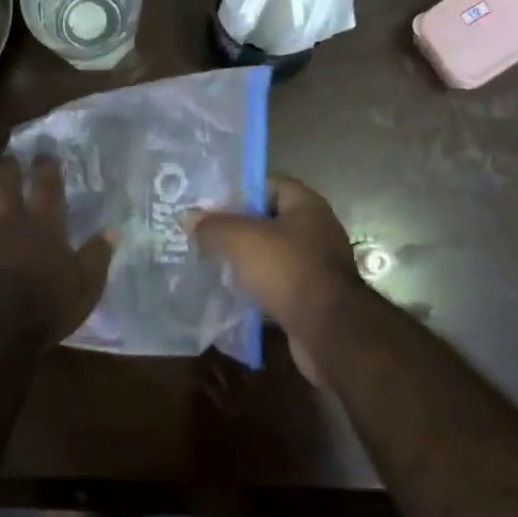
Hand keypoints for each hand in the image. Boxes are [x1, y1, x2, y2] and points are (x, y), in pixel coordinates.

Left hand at [0, 156, 112, 346]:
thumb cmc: (44, 305)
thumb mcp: (85, 286)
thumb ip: (96, 257)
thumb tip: (111, 233)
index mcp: (42, 224)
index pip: (46, 185)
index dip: (46, 167)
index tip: (44, 154)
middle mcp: (7, 223)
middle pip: (3, 185)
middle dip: (8, 170)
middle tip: (10, 161)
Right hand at [186, 177, 365, 382]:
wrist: (329, 332)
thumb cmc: (287, 269)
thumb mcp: (241, 239)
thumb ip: (212, 226)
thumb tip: (188, 218)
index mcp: (305, 205)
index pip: (267, 184)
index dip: (238, 190)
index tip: (208, 202)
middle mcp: (315, 230)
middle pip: (267, 220)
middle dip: (236, 227)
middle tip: (202, 233)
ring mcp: (315, 266)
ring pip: (270, 255)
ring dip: (244, 260)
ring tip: (209, 262)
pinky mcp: (310, 298)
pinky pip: (275, 284)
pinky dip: (254, 287)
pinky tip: (229, 293)